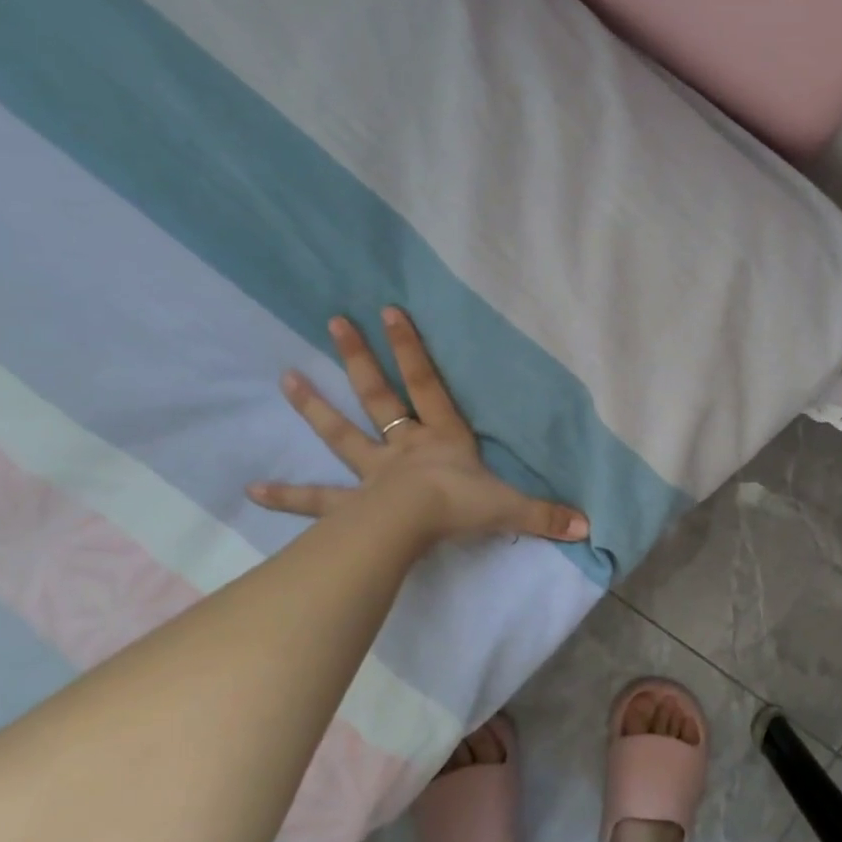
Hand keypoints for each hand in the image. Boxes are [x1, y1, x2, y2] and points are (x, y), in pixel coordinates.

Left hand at [247, 307, 590, 545]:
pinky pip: (316, 500)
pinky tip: (253, 490)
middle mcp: (404, 447)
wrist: (412, 530)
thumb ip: (546, 513)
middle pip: (378, 396)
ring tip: (284, 379)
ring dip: (314, 407)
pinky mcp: (351, 505)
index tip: (388, 310)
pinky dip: (287, 496)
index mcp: (441, 439)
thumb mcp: (509, 506)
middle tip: (333, 322)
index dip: (411, 348)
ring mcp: (373, 473)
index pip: (427, 384)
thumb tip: (588, 524)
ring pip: (341, 434)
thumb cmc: (459, 508)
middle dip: (359, 359)